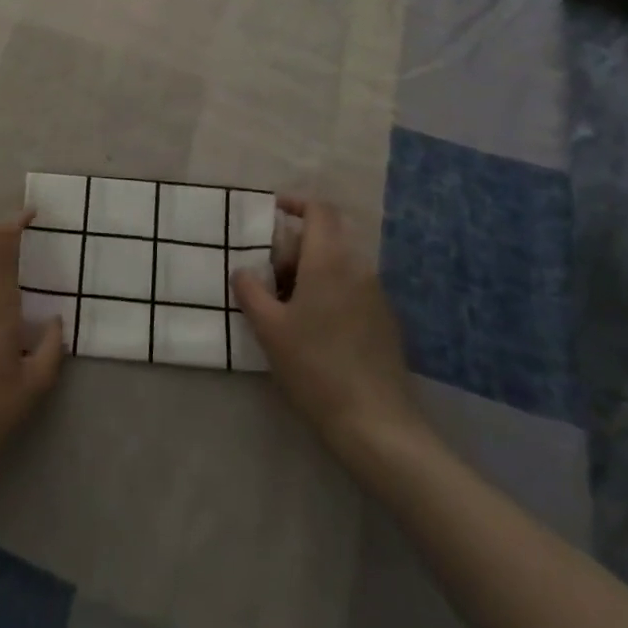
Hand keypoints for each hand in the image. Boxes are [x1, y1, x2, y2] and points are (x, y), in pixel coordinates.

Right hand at [230, 197, 434, 465]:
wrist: (375, 424)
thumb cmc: (315, 367)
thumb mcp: (269, 329)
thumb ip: (250, 291)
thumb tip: (243, 271)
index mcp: (329, 261)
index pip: (319, 210)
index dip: (295, 203)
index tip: (271, 211)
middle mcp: (358, 268)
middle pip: (326, 238)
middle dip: (294, 247)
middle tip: (266, 275)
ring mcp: (376, 295)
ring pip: (338, 265)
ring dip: (310, 272)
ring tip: (284, 306)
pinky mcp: (385, 321)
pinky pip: (351, 289)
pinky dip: (328, 292)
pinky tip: (313, 329)